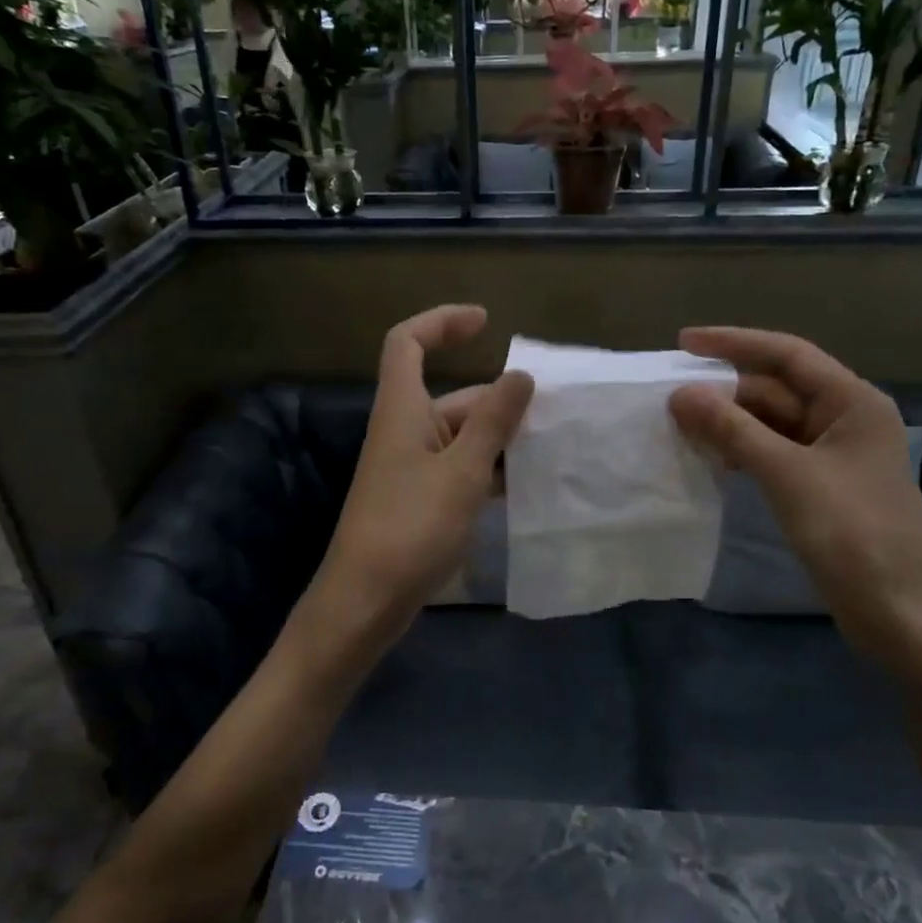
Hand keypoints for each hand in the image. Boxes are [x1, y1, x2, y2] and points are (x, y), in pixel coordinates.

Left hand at [307, 305, 532, 649]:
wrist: (367, 600)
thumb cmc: (411, 527)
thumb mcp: (462, 471)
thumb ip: (493, 421)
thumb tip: (520, 375)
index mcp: (403, 409)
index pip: (407, 342)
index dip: (442, 322)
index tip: (486, 323)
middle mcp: (405, 430)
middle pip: (452, 395)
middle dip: (499, 399)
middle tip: (555, 412)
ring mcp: (412, 467)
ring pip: (462, 436)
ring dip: (501, 438)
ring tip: (552, 448)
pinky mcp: (420, 499)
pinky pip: (460, 468)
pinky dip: (490, 470)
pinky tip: (526, 486)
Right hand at [669, 327, 921, 675]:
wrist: (900, 613)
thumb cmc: (852, 533)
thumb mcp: (787, 474)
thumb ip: (732, 430)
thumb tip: (680, 394)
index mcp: (853, 401)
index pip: (787, 354)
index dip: (734, 343)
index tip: (682, 343)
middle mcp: (845, 419)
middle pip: (777, 389)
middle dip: (725, 391)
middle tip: (670, 398)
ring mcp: (834, 455)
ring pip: (773, 423)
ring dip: (730, 423)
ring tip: (681, 426)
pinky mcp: (823, 486)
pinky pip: (775, 453)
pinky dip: (743, 451)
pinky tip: (713, 459)